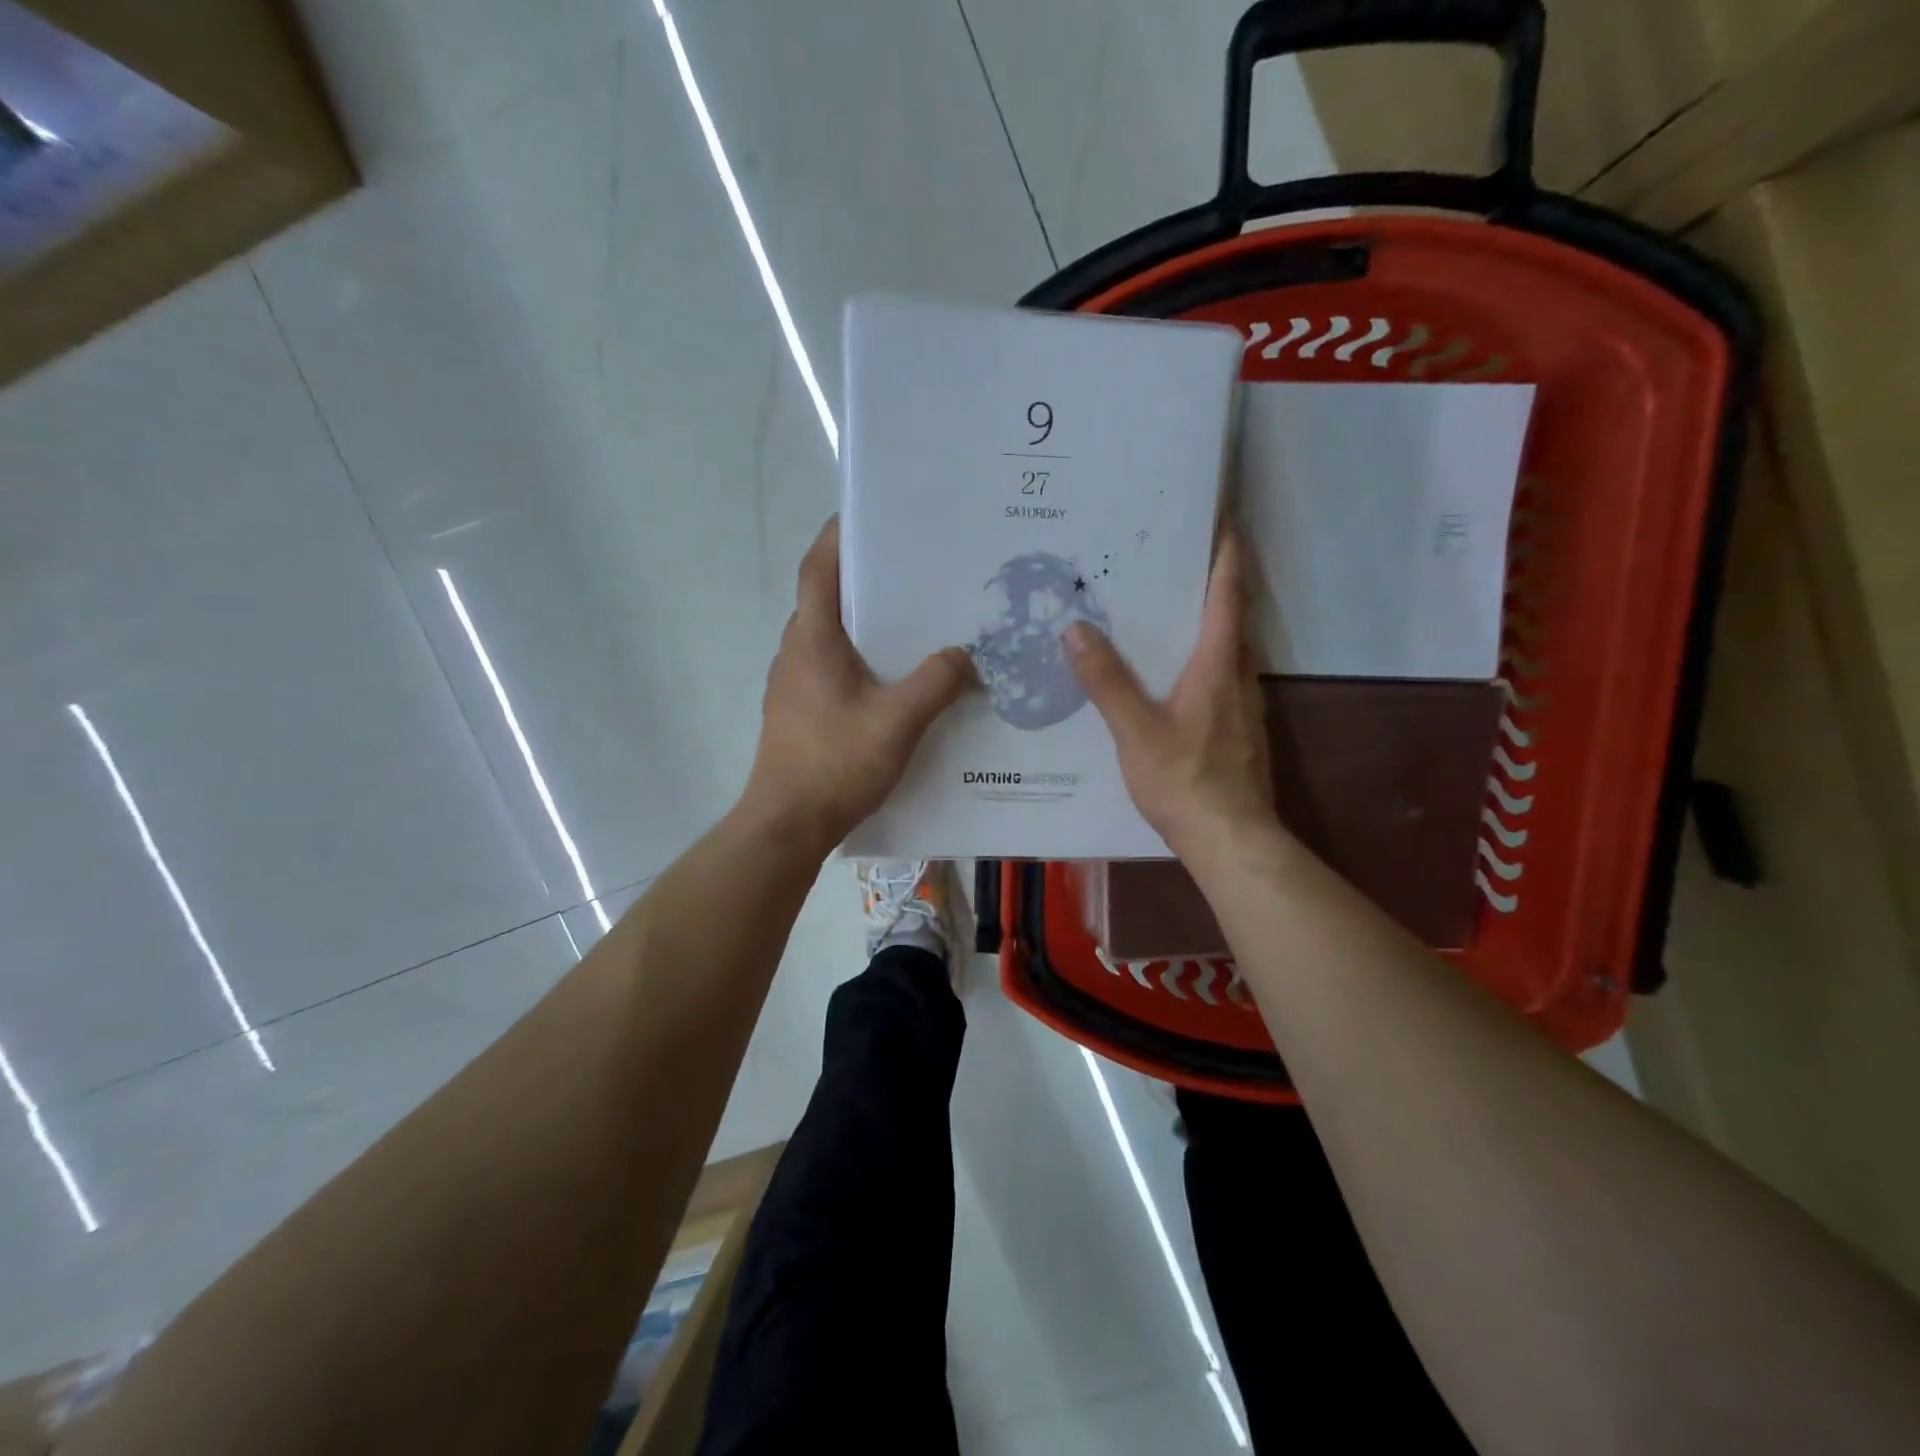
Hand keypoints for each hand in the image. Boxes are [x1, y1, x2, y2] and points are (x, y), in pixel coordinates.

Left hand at [743, 517, 975, 853]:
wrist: (787, 825)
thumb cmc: (836, 762)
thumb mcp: (899, 719)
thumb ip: (937, 681)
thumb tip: (965, 654)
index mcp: (812, 639)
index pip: (818, 568)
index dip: (838, 535)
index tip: (867, 512)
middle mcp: (796, 652)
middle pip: (826, 598)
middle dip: (863, 579)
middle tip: (911, 568)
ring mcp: (793, 684)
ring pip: (830, 637)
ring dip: (863, 623)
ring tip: (912, 620)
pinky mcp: (799, 712)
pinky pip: (832, 668)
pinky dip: (860, 659)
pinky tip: (895, 680)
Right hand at [1064, 531, 1276, 856]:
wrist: (1231, 841)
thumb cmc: (1185, 781)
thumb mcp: (1135, 731)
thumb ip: (1106, 681)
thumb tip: (1076, 629)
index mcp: (1217, 666)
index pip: (1227, 596)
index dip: (1227, 555)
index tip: (1224, 519)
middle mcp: (1239, 677)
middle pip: (1234, 618)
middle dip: (1215, 584)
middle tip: (1180, 561)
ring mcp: (1246, 707)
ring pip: (1231, 651)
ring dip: (1212, 624)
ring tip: (1173, 613)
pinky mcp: (1243, 733)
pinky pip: (1226, 679)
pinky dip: (1207, 661)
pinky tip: (1180, 678)